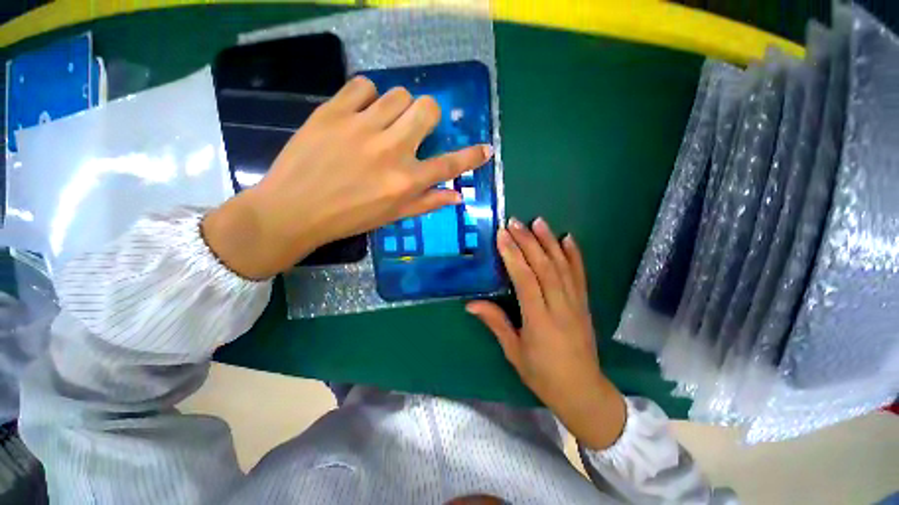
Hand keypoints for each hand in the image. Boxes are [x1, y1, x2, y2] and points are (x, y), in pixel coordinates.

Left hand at [202, 76, 491, 278]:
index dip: (471, 157)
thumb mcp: (393, 216)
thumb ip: (428, 203)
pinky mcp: (333, 111)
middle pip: (426, 109)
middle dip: (426, 117)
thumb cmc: (349, 218)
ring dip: (397, 108)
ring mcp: (362, 127)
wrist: (295, 209)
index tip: (486, 149)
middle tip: (412, 129)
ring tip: (381, 124)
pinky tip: (359, 114)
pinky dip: (367, 96)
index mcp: (406, 181)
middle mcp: (391, 150)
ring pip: (397, 94)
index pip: (449, 165)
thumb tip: (458, 196)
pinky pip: (363, 85)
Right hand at [467, 217, 625, 449]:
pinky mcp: (585, 304)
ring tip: (538, 222)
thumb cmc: (543, 375)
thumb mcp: (514, 352)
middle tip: (515, 222)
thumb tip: (471, 303)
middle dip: (529, 242)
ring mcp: (576, 304)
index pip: (525, 280)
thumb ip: (495, 323)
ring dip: (550, 242)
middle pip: (544, 268)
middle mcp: (560, 307)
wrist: (583, 391)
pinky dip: (574, 255)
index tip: (502, 235)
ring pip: (563, 267)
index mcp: (539, 321)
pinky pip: (580, 275)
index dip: (513, 256)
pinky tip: (568, 238)